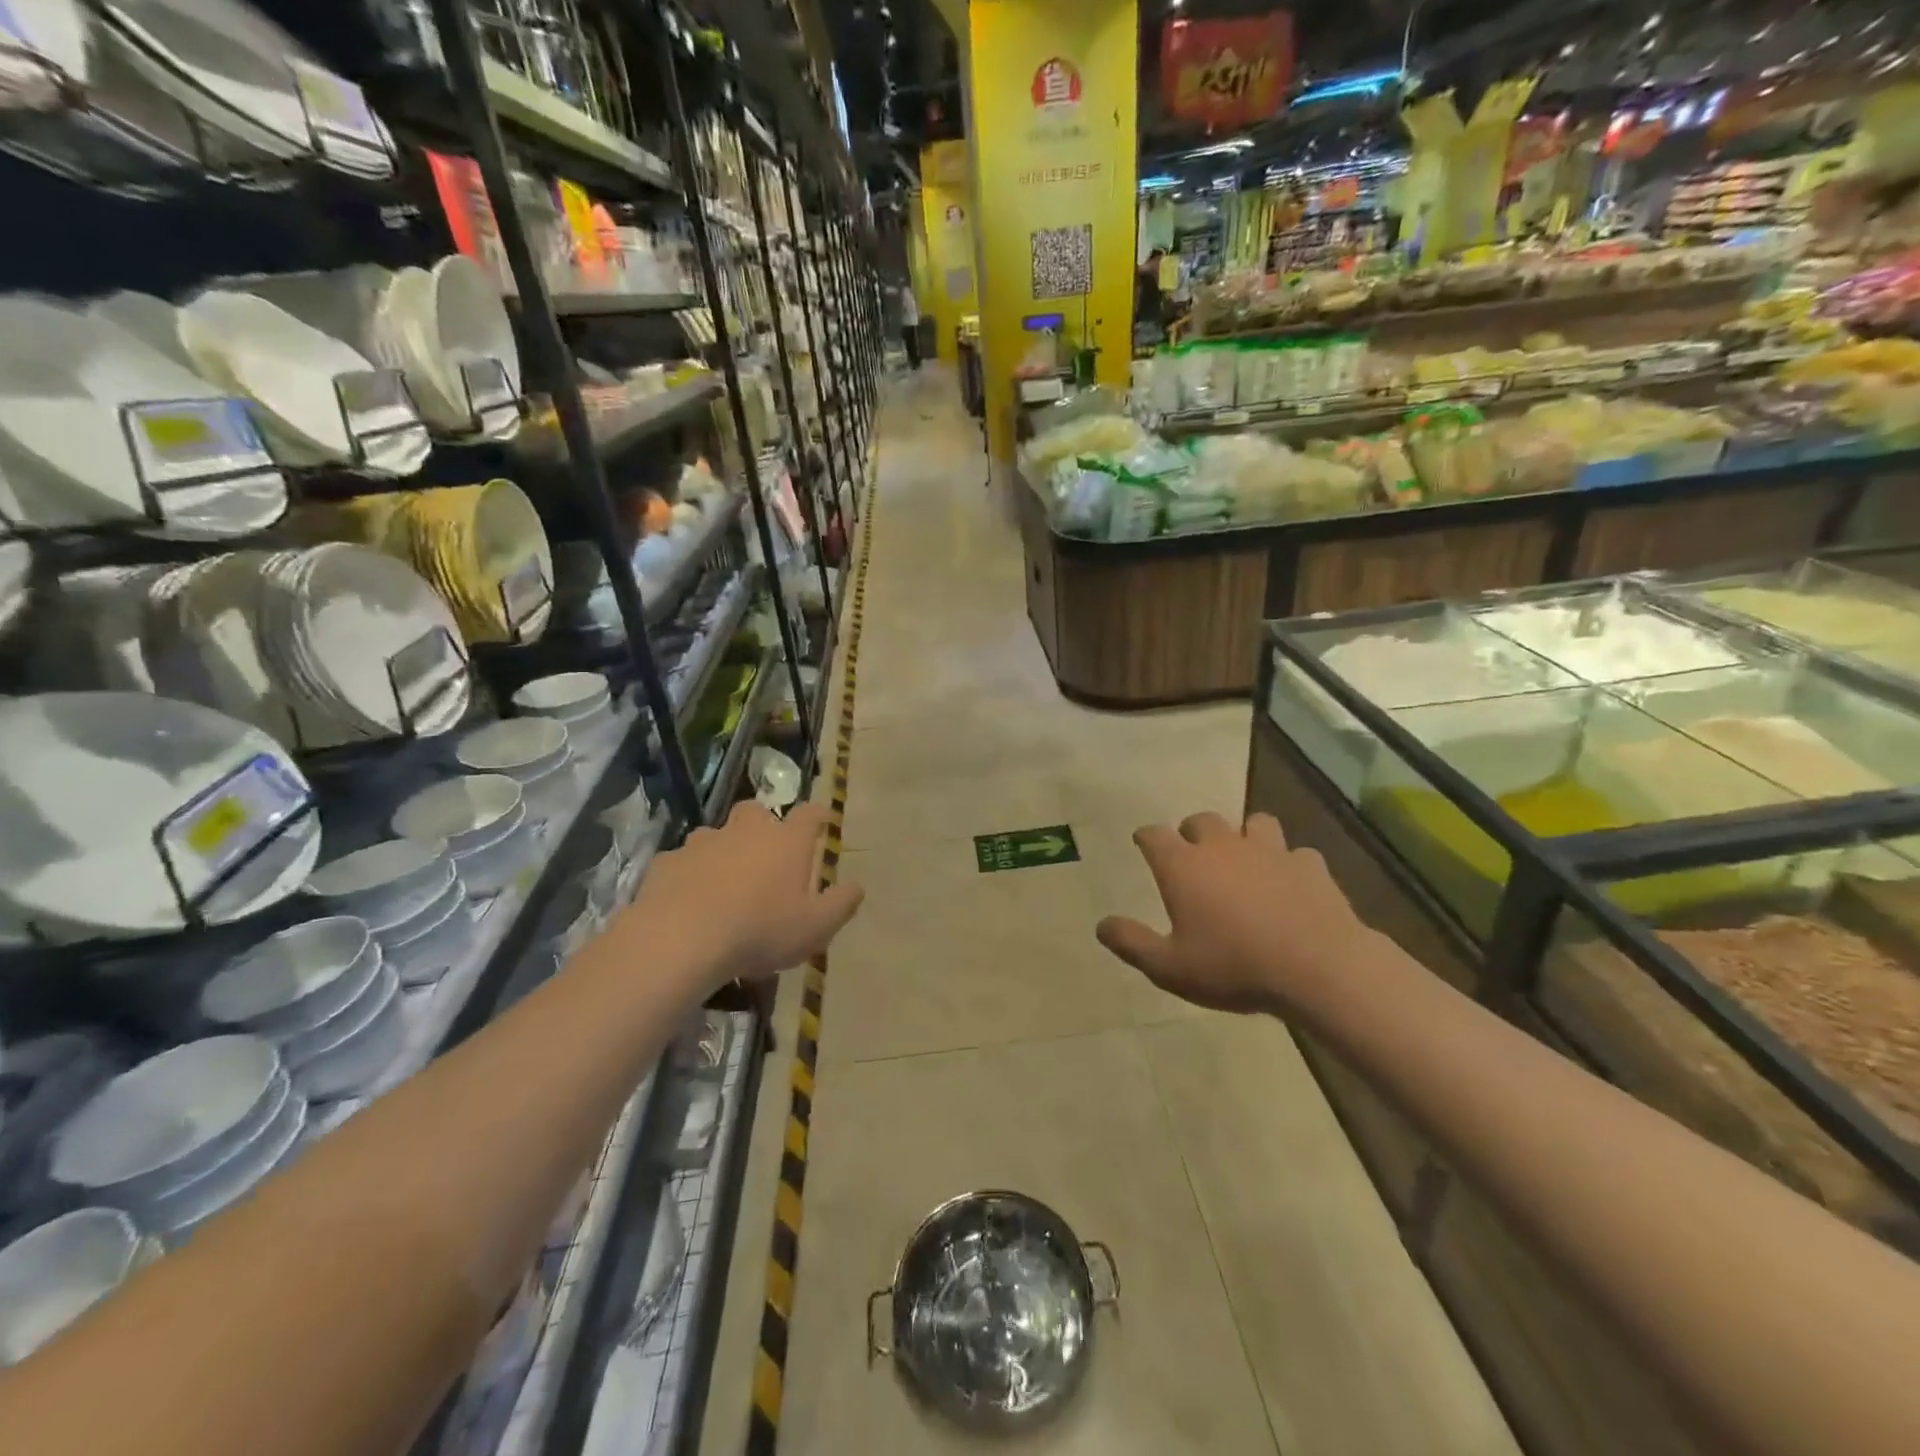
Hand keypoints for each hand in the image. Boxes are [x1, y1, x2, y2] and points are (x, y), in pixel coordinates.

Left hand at [623, 801, 863, 994]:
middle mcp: (746, 831)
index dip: (818, 816)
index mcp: (787, 842)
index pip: (809, 814)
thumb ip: (841, 904)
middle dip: (763, 826)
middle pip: (757, 812)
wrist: (682, 939)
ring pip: (717, 835)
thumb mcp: (815, 927)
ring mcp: (703, 842)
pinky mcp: (669, 861)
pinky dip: (690, 874)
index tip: (822, 823)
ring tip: (724, 883)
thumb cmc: (761, 930)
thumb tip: (858, 885)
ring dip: (724, 850)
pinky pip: (684, 861)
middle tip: (767, 854)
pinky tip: (689, 899)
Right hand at [1096, 812, 1370, 1014]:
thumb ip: (1132, 943)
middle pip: (1202, 820)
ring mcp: (1270, 851)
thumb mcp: (1170, 967)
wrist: (1318, 967)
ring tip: (1245, 858)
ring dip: (1245, 836)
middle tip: (1192, 853)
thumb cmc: (1233, 966)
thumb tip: (1101, 925)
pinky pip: (1296, 854)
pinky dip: (1289, 864)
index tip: (1142, 842)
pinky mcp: (1309, 865)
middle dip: (1192, 831)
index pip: (1154, 835)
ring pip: (1254, 823)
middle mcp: (1223, 847)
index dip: (1145, 837)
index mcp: (1183, 866)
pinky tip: (1291, 884)